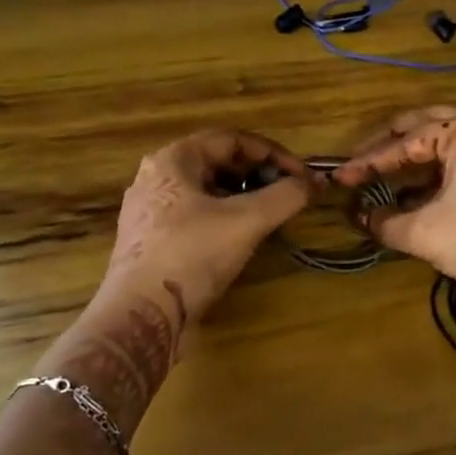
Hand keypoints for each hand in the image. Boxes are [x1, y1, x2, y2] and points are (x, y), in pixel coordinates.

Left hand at [103, 130, 313, 323]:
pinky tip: (241, 240)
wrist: (142, 315)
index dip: (273, 154)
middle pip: (218, 163)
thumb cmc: (192, 254)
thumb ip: (285, 196)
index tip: (301, 176)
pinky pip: (194, 217)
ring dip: (243, 198)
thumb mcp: (247, 221)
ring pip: (206, 192)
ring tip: (270, 217)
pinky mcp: (151, 242)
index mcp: (173, 160)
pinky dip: (223, 219)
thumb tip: (314, 182)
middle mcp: (156, 178)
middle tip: (287, 195)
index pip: (231, 139)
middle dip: (258, 176)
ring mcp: (149, 212)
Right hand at [334, 108, 455, 328]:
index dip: (368, 161)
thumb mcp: (425, 233)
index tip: (340, 176)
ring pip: (449, 143)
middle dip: (391, 143)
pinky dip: (439, 172)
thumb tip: (364, 216)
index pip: (405, 142)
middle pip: (428, 126)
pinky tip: (418, 191)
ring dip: (416, 157)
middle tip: (361, 160)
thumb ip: (386, 222)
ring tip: (384, 174)